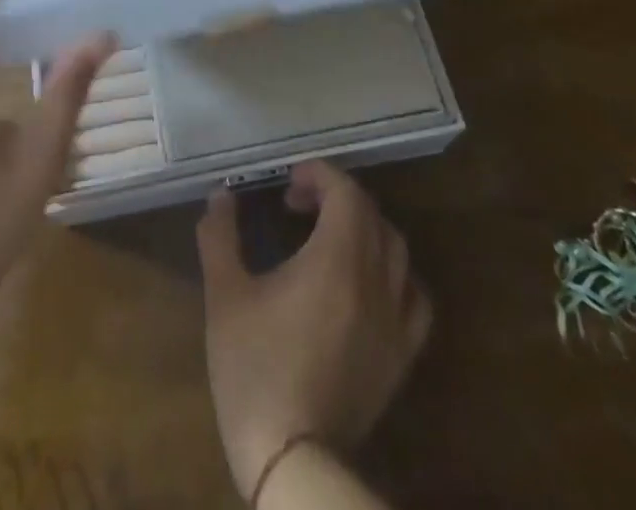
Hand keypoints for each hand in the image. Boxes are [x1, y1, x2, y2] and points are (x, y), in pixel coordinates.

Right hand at [196, 162, 432, 499]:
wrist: (293, 459)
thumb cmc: (255, 370)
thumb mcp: (224, 296)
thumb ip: (220, 236)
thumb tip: (220, 196)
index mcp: (336, 261)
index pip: (345, 193)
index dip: (319, 175)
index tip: (289, 183)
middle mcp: (375, 282)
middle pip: (372, 214)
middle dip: (337, 196)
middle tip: (299, 204)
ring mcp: (395, 321)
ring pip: (397, 250)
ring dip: (366, 228)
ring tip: (332, 236)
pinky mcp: (403, 356)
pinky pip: (415, 296)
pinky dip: (396, 274)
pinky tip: (369, 284)